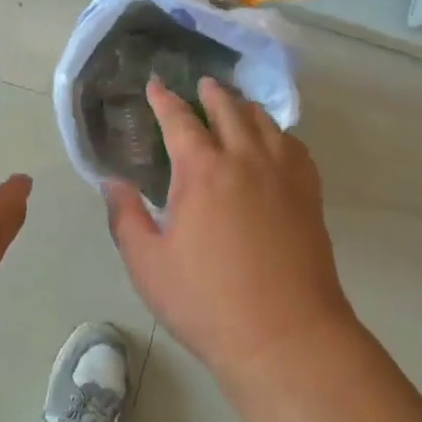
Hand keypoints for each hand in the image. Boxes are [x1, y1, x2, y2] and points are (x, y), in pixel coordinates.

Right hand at [106, 77, 354, 381]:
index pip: (179, 120)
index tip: (155, 84)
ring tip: (236, 105)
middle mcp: (244, 159)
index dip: (164, 99)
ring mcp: (282, 175)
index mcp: (202, 171)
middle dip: (211, 93)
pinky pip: (295, 147)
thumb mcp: (148, 265)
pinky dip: (280, 134)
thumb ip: (125, 217)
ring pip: (265, 122)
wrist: (286, 337)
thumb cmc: (208, 302)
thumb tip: (113, 182)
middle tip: (201, 85)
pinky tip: (275, 142)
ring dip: (245, 107)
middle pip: (228, 109)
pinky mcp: (308, 195)